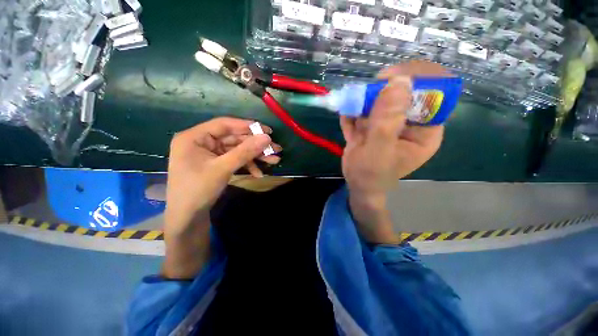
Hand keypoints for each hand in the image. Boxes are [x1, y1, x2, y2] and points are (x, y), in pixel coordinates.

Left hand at [163, 117, 280, 278]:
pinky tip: (259, 173)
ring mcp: (210, 154)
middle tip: (276, 148)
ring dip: (255, 156)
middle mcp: (202, 142)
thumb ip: (245, 151)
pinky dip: (247, 165)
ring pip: (237, 150)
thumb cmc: (198, 190)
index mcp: (195, 137)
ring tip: (274, 160)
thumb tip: (266, 138)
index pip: (225, 124)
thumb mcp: (223, 169)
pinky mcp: (217, 164)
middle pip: (234, 138)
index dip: (247, 126)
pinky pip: (235, 160)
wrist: (187, 218)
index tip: (267, 131)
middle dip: (255, 145)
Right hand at [340, 61, 446, 243]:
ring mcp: (392, 122)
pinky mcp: (375, 123)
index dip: (417, 78)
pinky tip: (348, 126)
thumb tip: (399, 81)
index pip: (435, 93)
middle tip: (363, 96)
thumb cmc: (370, 174)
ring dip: (363, 102)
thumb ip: (387, 121)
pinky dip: (354, 113)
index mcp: (425, 130)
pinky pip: (366, 109)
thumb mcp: (378, 150)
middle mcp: (412, 123)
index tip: (390, 77)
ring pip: (382, 98)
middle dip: (383, 90)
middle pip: (406, 91)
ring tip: (352, 117)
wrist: (357, 184)